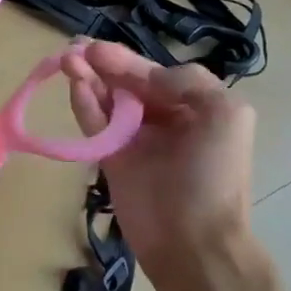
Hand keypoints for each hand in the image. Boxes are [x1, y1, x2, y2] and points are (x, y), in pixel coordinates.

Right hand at [61, 41, 257, 278]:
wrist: (193, 242)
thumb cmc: (213, 176)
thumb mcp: (226, 115)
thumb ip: (188, 82)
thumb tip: (145, 77)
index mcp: (196, 107)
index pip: (156, 74)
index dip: (128, 60)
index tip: (99, 50)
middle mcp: (165, 119)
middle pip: (128, 83)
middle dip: (103, 64)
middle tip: (75, 48)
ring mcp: (136, 140)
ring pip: (107, 100)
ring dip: (87, 79)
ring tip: (65, 59)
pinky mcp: (112, 159)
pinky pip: (95, 125)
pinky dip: (84, 105)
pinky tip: (74, 86)